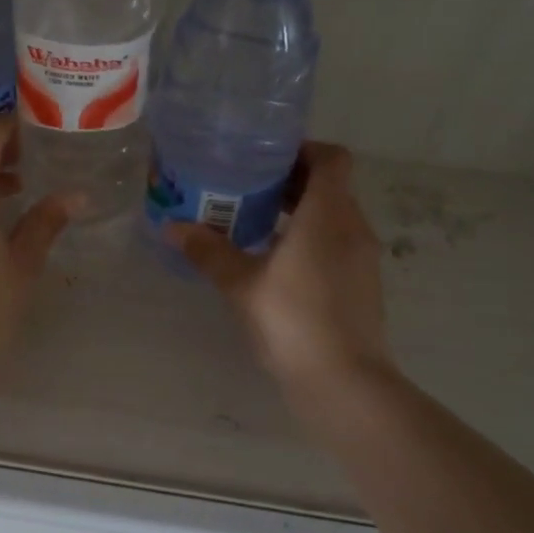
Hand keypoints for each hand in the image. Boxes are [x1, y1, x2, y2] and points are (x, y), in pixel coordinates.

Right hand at [167, 142, 389, 384]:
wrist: (344, 382)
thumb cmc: (292, 320)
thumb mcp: (241, 283)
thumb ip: (208, 250)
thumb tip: (171, 227)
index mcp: (328, 214)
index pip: (332, 158)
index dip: (303, 150)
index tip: (266, 159)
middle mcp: (353, 227)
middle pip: (330, 186)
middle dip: (291, 181)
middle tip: (247, 187)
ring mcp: (362, 258)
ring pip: (333, 217)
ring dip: (300, 212)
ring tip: (255, 223)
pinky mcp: (362, 285)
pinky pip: (337, 244)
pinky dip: (311, 239)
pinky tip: (276, 262)